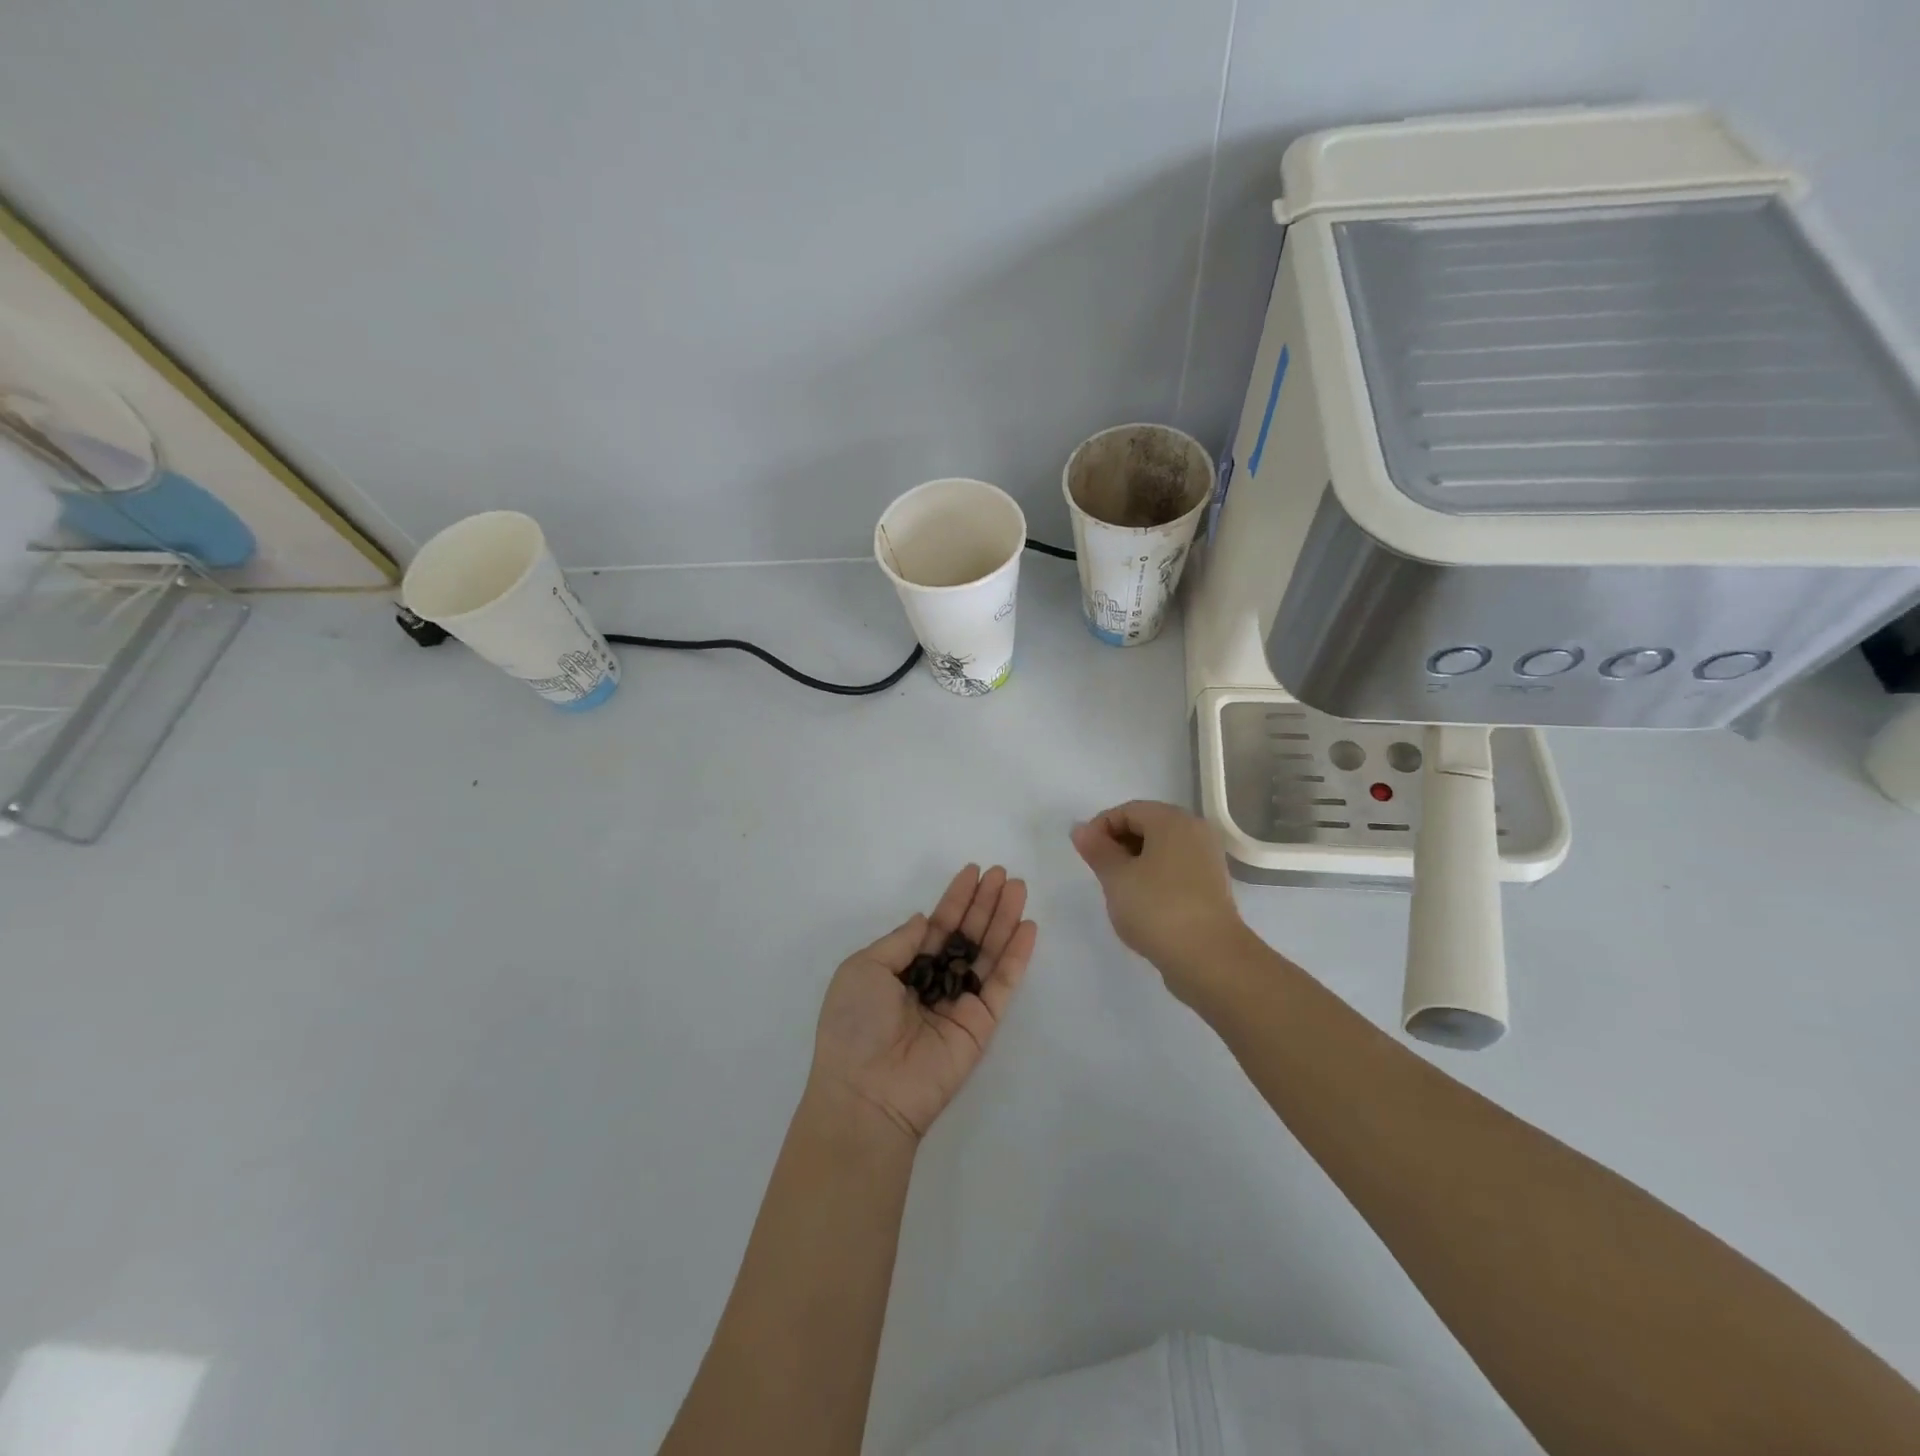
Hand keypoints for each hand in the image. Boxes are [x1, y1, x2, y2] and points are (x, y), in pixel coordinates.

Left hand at [810, 865, 1037, 1142]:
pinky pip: (1002, 984)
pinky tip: (1027, 927)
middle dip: (983, 903)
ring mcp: (959, 1002)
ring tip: (1018, 887)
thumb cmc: (854, 1026)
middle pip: (966, 934)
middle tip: (1002, 873)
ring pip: (987, 953)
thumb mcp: (863, 969)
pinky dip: (1016, 956)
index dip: (955, 899)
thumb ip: (900, 942)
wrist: (867, 1092)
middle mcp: (933, 982)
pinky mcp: (981, 1024)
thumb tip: (924, 919)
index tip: (972, 871)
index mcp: (902, 969)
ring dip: (1003, 919)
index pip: (936, 926)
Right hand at [1071, 800, 1247, 999]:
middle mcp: (1195, 831)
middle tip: (1100, 873)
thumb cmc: (1157, 908)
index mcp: (1173, 821)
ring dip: (1135, 862)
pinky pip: (1175, 868)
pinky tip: (1142, 903)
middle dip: (1118, 844)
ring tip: (1119, 891)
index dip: (1100, 828)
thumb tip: (1080, 829)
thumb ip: (1097, 849)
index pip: (1127, 810)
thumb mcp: (1116, 877)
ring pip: (1161, 849)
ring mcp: (1207, 859)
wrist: (1210, 958)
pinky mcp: (1210, 885)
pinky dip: (1154, 877)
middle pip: (1147, 825)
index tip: (1086, 856)